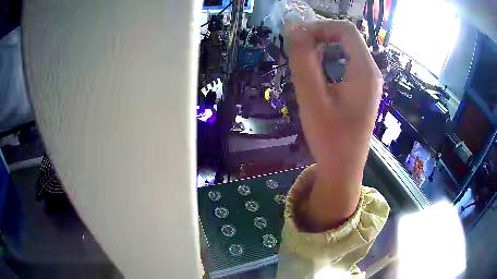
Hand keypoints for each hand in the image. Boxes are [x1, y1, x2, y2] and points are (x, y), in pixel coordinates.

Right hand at [287, 20, 382, 230]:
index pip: (345, 30)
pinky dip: (329, 60)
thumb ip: (303, 60)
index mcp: (365, 70)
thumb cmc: (329, 137)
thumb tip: (295, 30)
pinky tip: (316, 73)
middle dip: (320, 36)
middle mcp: (371, 72)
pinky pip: (346, 63)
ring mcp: (369, 81)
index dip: (320, 27)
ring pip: (345, 50)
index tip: (297, 39)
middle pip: (346, 37)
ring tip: (303, 61)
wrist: (343, 168)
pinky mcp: (363, 90)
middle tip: (297, 49)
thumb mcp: (312, 97)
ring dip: (323, 48)